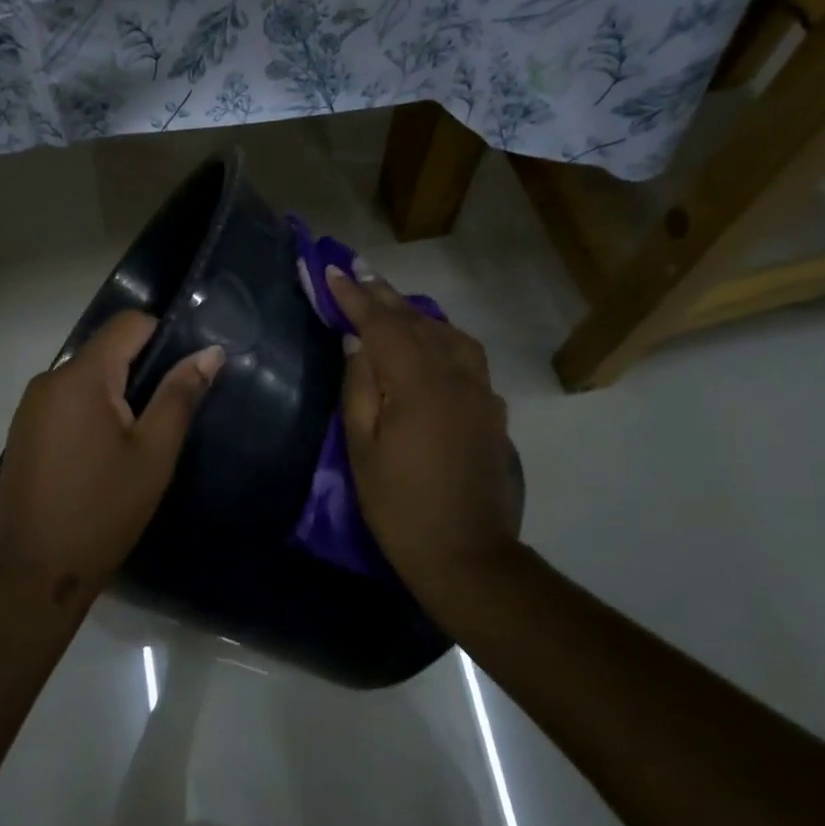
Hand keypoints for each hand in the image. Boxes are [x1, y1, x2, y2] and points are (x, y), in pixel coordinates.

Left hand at [0, 310, 223, 606]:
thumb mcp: (153, 453)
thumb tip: (211, 352)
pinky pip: (65, 404)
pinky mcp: (22, 432)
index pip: (128, 324)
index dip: (164, 336)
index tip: (186, 372)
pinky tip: (103, 456)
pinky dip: (91, 415)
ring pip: (85, 379)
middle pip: (105, 351)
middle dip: (140, 372)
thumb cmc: (103, 510)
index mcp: (81, 377)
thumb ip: (180, 395)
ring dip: (116, 396)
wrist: (36, 570)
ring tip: (138, 441)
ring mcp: (30, 407)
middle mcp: (49, 379)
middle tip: (168, 416)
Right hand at [329, 268, 521, 598]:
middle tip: (357, 273)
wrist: (466, 553)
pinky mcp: (492, 410)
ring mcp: (481, 392)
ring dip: (416, 315)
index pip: (384, 325)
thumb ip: (360, 388)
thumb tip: (358, 343)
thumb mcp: (362, 449)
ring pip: (449, 335)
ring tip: (390, 306)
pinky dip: (440, 340)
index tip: (332, 272)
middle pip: (419, 322)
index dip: (356, 297)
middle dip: (384, 296)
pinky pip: (465, 357)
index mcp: (419, 384)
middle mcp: (457, 376)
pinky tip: (427, 347)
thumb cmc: (399, 505)